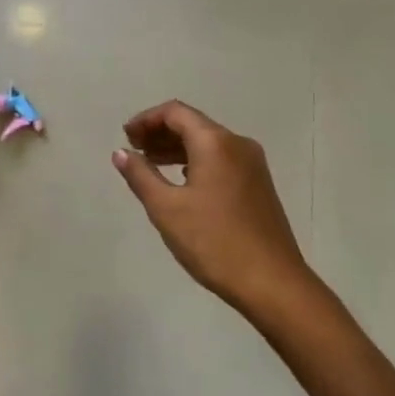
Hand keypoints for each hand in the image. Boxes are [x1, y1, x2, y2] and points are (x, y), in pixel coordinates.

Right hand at [113, 101, 319, 324]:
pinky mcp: (258, 184)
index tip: (126, 137)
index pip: (175, 112)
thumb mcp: (167, 209)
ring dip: (178, 148)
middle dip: (161, 132)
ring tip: (151, 165)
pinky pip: (221, 159)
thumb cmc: (214, 242)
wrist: (273, 283)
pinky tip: (182, 182)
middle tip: (134, 150)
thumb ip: (141, 175)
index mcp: (215, 142)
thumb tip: (121, 152)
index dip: (147, 119)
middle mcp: (237, 144)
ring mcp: (252, 164)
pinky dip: (197, 162)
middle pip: (193, 124)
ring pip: (208, 143)